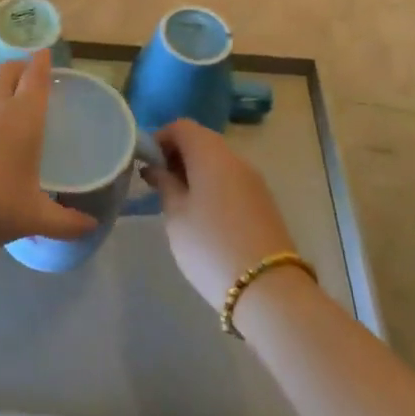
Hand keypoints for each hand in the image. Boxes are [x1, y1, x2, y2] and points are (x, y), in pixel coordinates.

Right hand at [144, 119, 299, 306]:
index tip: (146, 163)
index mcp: (211, 153)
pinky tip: (203, 216)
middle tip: (158, 183)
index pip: (181, 126)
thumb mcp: (176, 216)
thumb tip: (156, 167)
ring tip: (177, 202)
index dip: (160, 138)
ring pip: (218, 161)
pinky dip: (213, 186)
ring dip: (195, 172)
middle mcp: (235, 158)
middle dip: (177, 155)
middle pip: (201, 140)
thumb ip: (164, 184)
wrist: (268, 289)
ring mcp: (254, 180)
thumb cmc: (210, 246)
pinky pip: (231, 180)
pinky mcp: (264, 202)